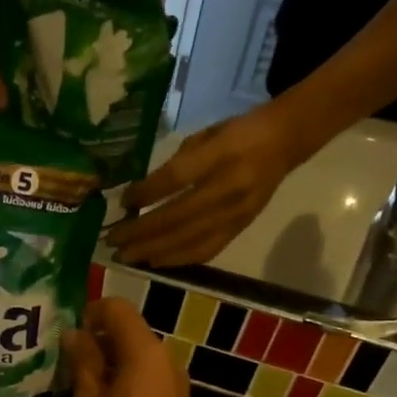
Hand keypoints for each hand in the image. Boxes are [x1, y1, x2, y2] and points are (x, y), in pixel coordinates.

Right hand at [62, 297, 198, 396]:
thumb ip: (83, 363)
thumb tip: (76, 334)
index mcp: (145, 353)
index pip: (118, 309)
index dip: (90, 313)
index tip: (66, 336)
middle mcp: (166, 361)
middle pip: (129, 332)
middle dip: (96, 341)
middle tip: (64, 364)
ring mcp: (175, 386)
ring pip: (138, 358)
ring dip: (108, 364)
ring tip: (78, 388)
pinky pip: (147, 380)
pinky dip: (124, 381)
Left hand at [108, 103, 303, 266]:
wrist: (284, 142)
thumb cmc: (237, 134)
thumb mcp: (205, 135)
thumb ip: (176, 163)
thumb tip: (141, 195)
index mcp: (222, 154)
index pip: (177, 179)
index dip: (147, 193)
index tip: (122, 202)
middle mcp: (230, 187)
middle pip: (178, 216)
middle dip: (141, 231)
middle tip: (112, 240)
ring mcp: (237, 213)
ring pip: (189, 239)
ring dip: (153, 251)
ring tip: (126, 256)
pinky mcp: (240, 228)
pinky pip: (206, 250)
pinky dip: (178, 259)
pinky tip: (155, 262)